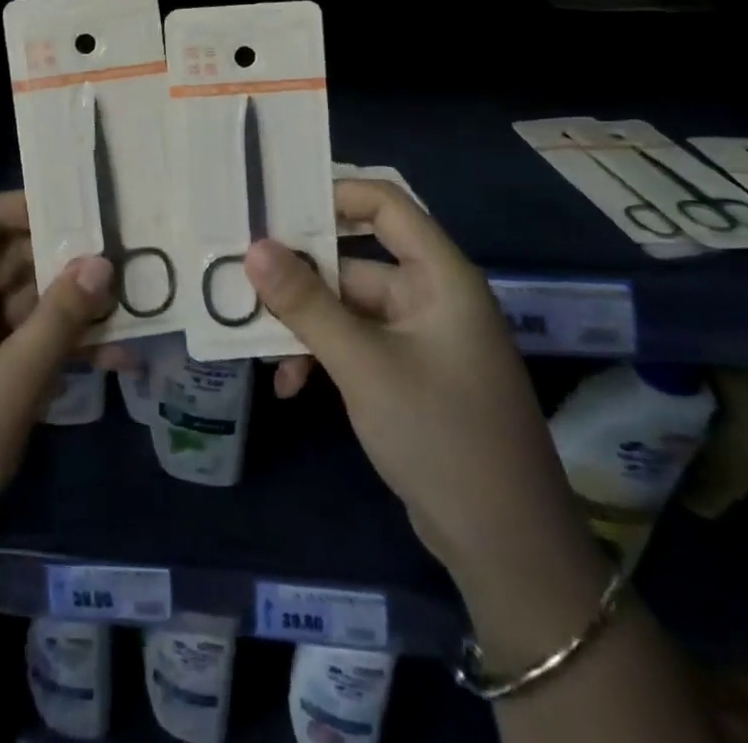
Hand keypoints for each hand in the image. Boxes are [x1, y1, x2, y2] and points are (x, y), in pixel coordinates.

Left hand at [0, 192, 114, 604]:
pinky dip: (50, 347)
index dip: (36, 207)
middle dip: (65, 267)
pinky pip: (10, 341)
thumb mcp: (12, 384)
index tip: (93, 214)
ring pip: (16, 303)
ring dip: (67, 313)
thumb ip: (60, 318)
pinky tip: (107, 361)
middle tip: (128, 269)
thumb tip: (102, 262)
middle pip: (6, 259)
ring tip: (131, 317)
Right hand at [246, 181, 604, 617]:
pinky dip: (321, 355)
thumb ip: (306, 303)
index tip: (272, 207)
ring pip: (345, 306)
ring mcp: (420, 338)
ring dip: (303, 324)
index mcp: (439, 277)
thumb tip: (254, 247)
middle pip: (353, 260)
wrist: (507, 552)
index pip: (385, 204)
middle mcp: (430, 296)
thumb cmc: (442, 437)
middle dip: (298, 276)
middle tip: (239, 278)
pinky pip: (354, 343)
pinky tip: (289, 385)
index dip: (332, 195)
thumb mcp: (364, 366)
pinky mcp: (408, 374)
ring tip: (257, 343)